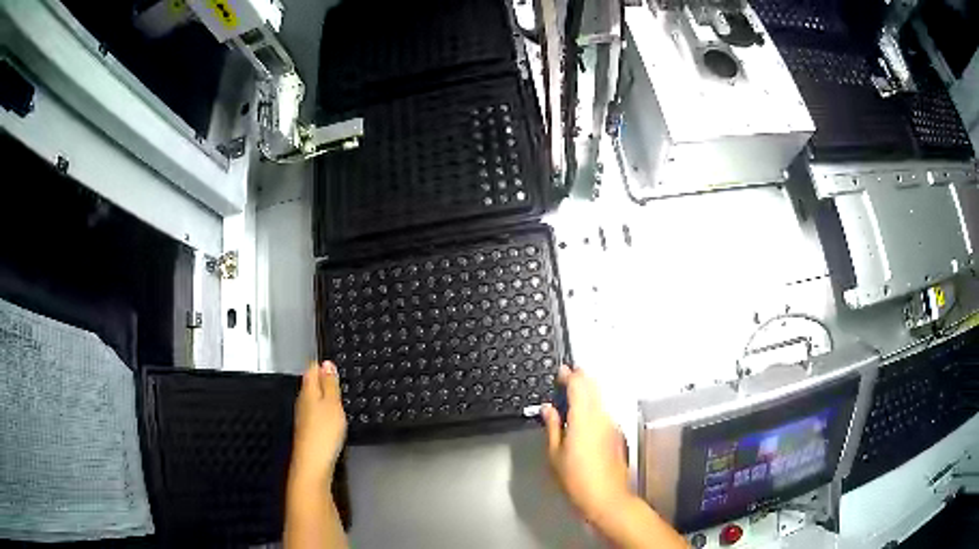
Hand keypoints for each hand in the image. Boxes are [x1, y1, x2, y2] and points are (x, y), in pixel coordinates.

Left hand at [290, 361, 346, 485]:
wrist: (313, 462)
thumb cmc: (324, 432)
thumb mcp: (333, 404)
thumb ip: (330, 384)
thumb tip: (327, 363)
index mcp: (308, 390)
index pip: (312, 369)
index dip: (324, 365)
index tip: (337, 366)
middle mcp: (302, 400)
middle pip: (312, 383)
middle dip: (325, 381)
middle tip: (342, 381)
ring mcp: (303, 416)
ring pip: (314, 398)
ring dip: (326, 397)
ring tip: (341, 399)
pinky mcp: (307, 429)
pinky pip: (316, 412)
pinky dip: (325, 411)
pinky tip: (334, 418)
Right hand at [542, 365, 630, 525]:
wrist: (606, 497)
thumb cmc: (576, 479)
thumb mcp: (555, 454)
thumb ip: (552, 426)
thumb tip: (549, 409)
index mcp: (584, 418)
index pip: (579, 385)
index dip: (569, 375)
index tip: (560, 372)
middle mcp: (601, 416)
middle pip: (593, 386)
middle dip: (580, 379)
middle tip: (565, 380)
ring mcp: (611, 424)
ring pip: (600, 398)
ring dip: (587, 392)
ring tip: (570, 399)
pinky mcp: (616, 433)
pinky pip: (603, 411)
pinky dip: (593, 406)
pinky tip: (582, 418)